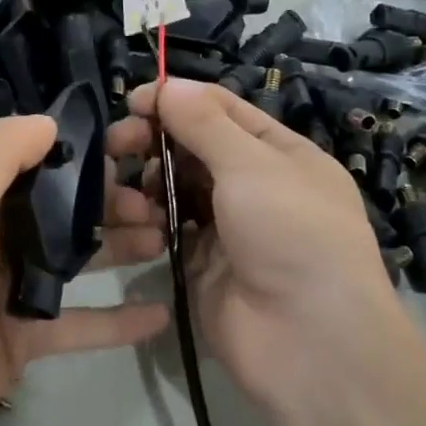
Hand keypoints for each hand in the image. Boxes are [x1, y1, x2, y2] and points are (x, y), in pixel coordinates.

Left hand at [0, 114, 168, 425]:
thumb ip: (0, 154)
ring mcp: (5, 293)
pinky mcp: (19, 343)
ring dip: (118, 250)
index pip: (32, 163)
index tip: (132, 148)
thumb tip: (49, 121)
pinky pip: (77, 325)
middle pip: (59, 212)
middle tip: (159, 202)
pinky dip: (116, 322)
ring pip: (73, 263)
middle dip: (108, 203)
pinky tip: (162, 314)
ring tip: (168, 240)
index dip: (80, 154)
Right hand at [107, 79, 401, 415]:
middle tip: (117, 144)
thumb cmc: (291, 233)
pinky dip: (151, 218)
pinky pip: (170, 228)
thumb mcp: (252, 165)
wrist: (308, 340)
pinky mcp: (202, 264)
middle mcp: (255, 186)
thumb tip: (168, 86)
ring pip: (178, 187)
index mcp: (280, 154)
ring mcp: (228, 227)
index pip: (224, 111)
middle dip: (157, 139)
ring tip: (125, 186)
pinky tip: (134, 217)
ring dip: (150, 180)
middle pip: (196, 148)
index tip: (133, 101)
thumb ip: (205, 123)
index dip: (179, 100)